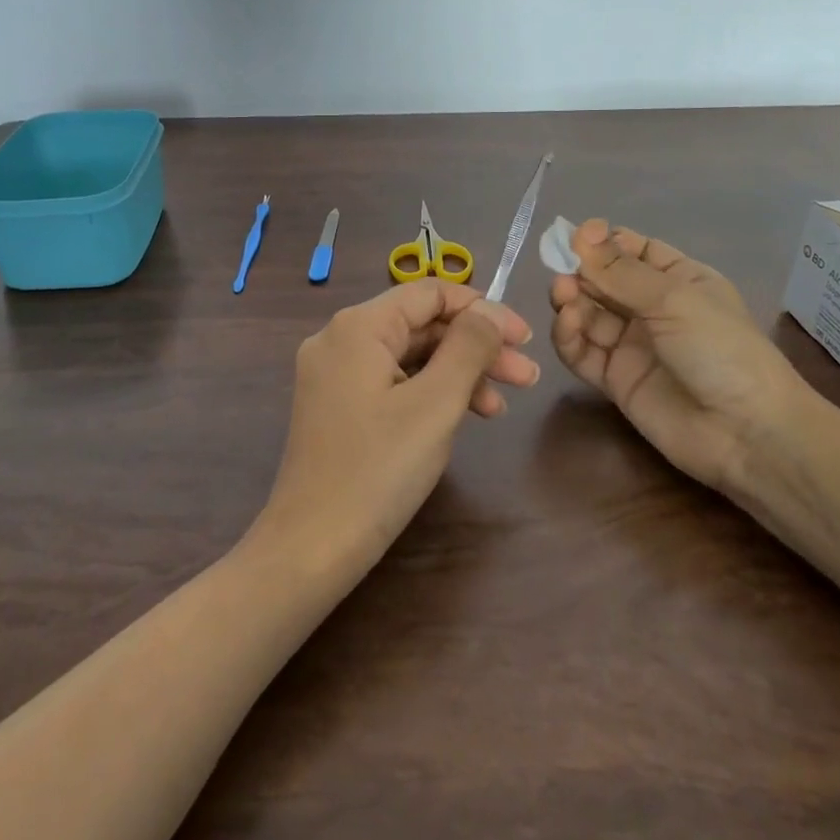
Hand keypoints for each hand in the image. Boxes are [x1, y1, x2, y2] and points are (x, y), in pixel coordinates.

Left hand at [253, 280, 538, 576]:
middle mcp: (340, 339)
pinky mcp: (338, 406)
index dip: (482, 309)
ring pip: (410, 356)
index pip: (429, 293)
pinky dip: (430, 394)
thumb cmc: (378, 470)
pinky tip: (464, 417)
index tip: (525, 338)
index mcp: (358, 326)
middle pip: (421, 326)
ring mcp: (335, 374)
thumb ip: (468, 347)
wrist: (313, 547)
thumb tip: (490, 310)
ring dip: (459, 373)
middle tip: (526, 375)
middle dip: (476, 347)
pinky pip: (393, 383)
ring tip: (503, 405)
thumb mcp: (435, 403)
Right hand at [549, 220, 806, 488]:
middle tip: (562, 271)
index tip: (576, 237)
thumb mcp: (674, 299)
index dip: (602, 242)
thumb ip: (620, 271)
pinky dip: (569, 336)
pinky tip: (568, 325)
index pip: (632, 250)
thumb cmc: (720, 349)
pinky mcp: (614, 379)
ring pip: (588, 314)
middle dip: (581, 271)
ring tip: (563, 296)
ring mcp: (631, 345)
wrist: (745, 432)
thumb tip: (580, 234)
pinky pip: (582, 351)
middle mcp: (652, 308)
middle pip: (603, 280)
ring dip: (571, 301)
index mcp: (678, 279)